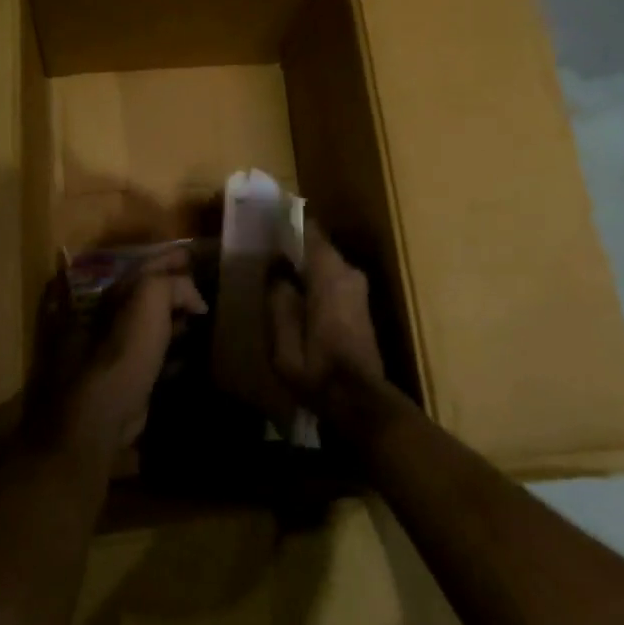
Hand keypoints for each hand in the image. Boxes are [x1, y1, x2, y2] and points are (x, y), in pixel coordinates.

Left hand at [27, 249, 205, 462]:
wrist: (94, 421)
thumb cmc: (119, 354)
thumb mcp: (147, 300)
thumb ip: (171, 285)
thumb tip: (194, 297)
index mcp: (106, 294)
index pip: (142, 266)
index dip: (168, 259)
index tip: (194, 258)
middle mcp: (102, 318)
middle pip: (143, 294)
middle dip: (170, 288)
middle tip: (200, 288)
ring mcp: (109, 351)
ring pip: (146, 325)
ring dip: (172, 319)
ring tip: (198, 318)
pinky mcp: (121, 381)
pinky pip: (151, 357)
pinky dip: (169, 352)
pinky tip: (187, 355)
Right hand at [267, 227, 394, 432]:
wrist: (359, 402)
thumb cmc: (317, 369)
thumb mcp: (283, 339)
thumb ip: (278, 297)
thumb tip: (275, 266)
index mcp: (329, 274)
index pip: (308, 230)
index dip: (285, 224)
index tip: (264, 222)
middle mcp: (348, 272)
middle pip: (317, 246)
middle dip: (291, 245)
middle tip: (263, 250)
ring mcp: (358, 288)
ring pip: (325, 263)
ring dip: (303, 264)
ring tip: (274, 272)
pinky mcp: (360, 305)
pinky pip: (332, 278)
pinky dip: (314, 279)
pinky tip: (295, 293)